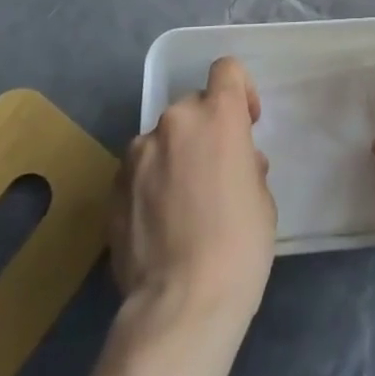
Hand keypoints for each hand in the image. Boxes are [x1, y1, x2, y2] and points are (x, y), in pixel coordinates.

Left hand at [111, 57, 275, 334]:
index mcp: (217, 116)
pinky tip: (158, 224)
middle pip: (192, 106)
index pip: (226, 70)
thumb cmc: (239, 247)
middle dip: (204, 130)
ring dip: (174, 156)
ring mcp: (138, 154)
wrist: (181, 306)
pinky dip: (149, 184)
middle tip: (214, 173)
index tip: (246, 122)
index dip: (239, 90)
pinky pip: (138, 171)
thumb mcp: (261, 200)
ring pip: (161, 139)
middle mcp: (175, 122)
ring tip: (181, 203)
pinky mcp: (113, 187)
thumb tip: (235, 165)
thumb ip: (246, 166)